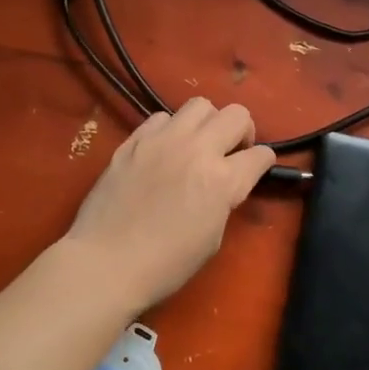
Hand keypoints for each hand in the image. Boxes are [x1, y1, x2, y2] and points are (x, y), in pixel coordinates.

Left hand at [64, 98, 275, 309]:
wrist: (105, 263)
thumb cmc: (166, 264)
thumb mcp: (213, 237)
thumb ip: (224, 200)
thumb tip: (224, 185)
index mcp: (223, 180)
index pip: (261, 155)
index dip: (263, 163)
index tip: (256, 170)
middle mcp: (197, 149)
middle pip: (236, 114)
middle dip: (242, 131)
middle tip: (231, 152)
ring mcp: (163, 140)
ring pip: (200, 105)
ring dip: (207, 123)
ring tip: (197, 144)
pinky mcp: (134, 140)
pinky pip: (161, 117)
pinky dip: (171, 129)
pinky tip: (164, 151)